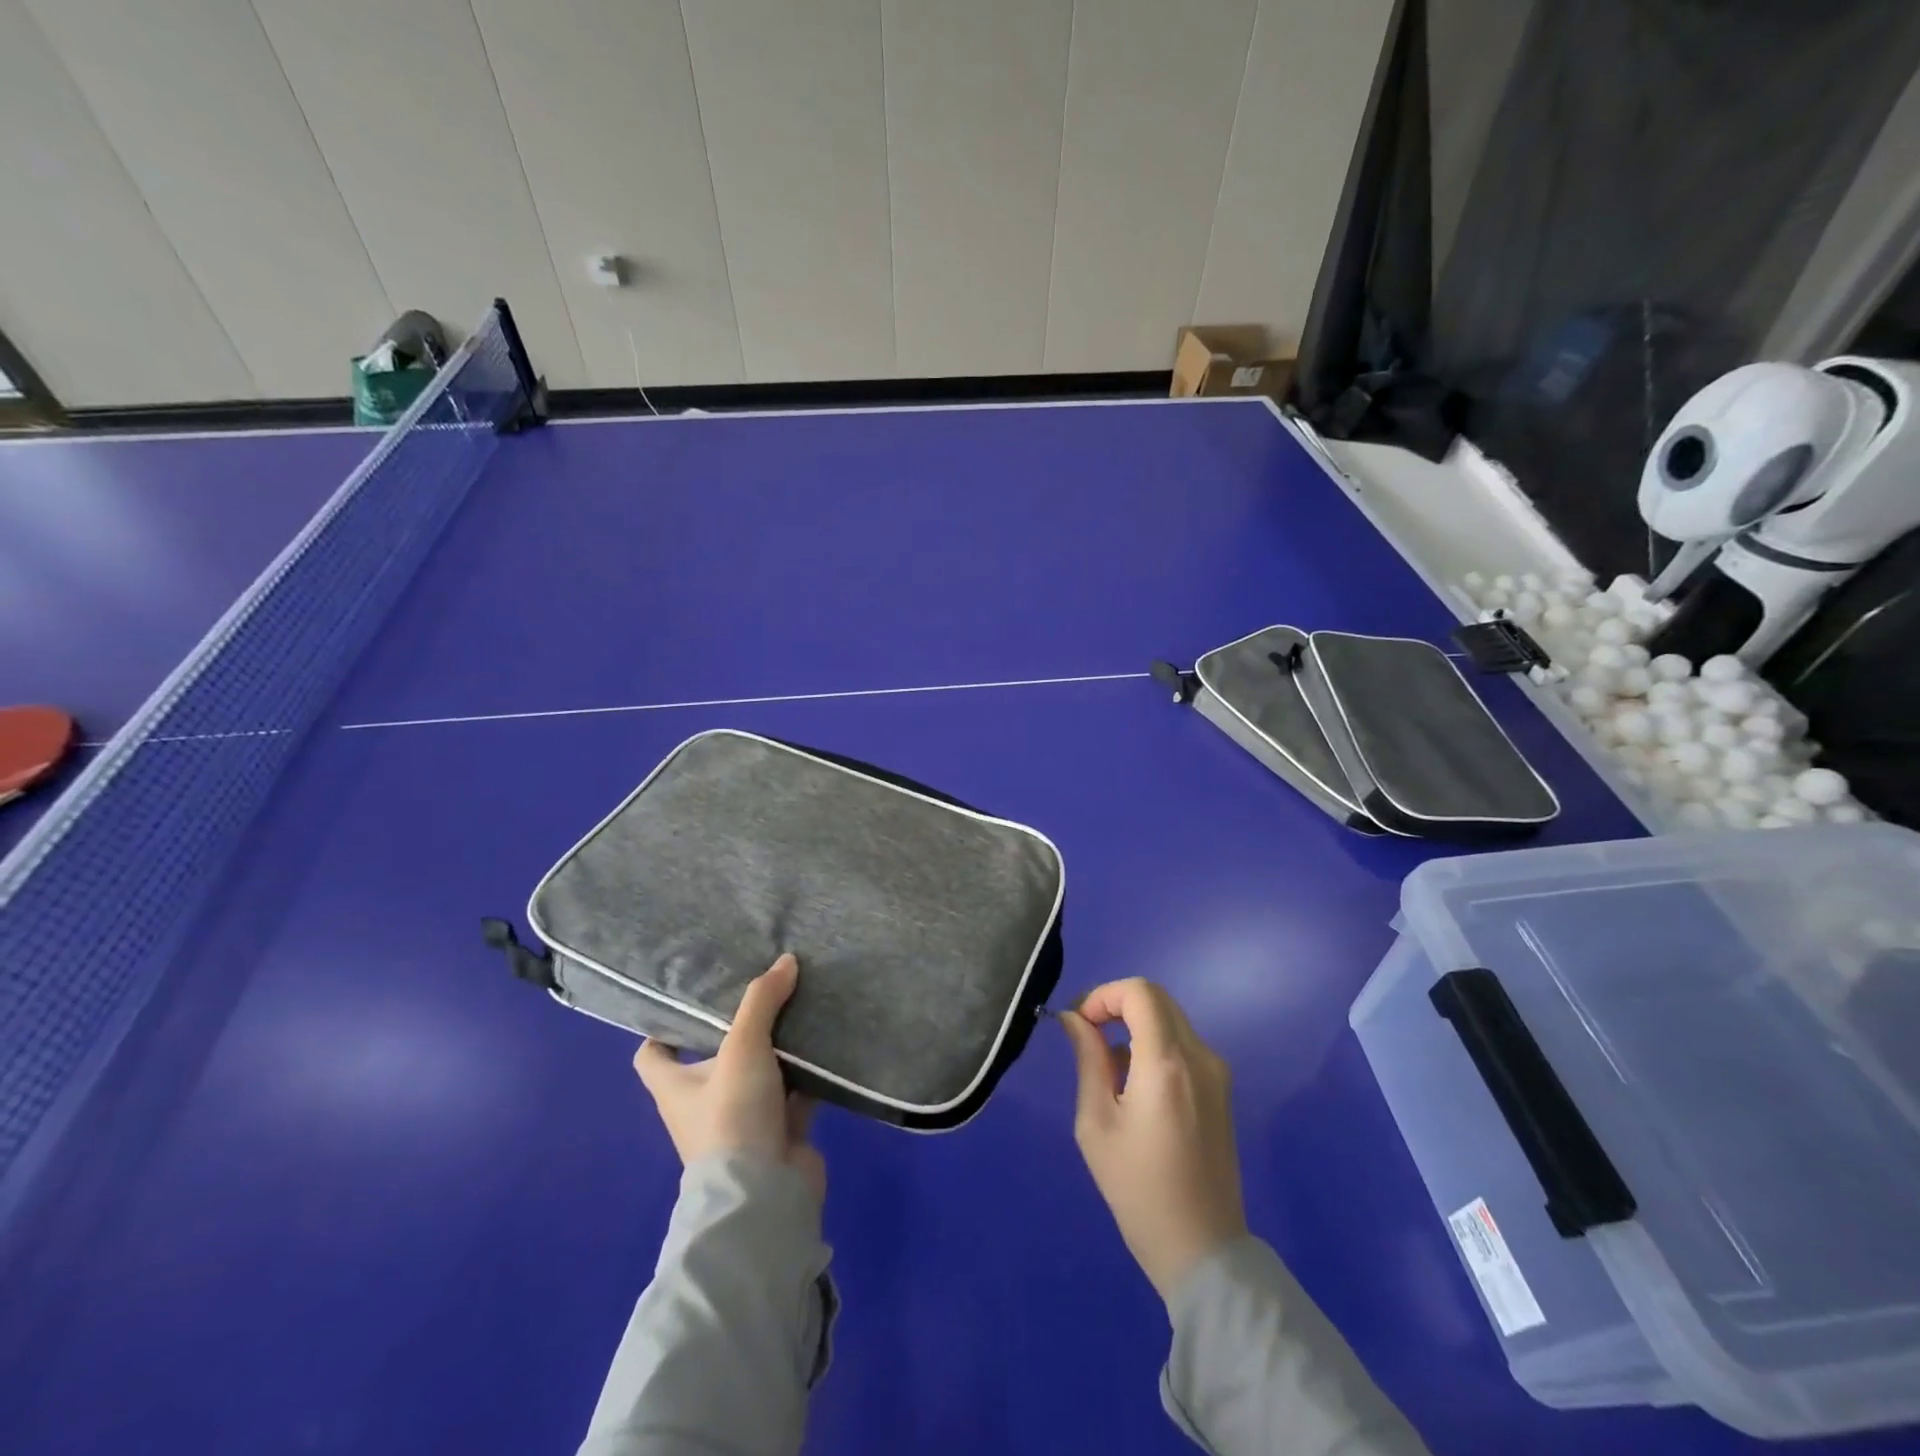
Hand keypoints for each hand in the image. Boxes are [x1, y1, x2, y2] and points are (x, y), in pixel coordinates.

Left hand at [633, 953, 825, 1204]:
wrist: (764, 1195)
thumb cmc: (733, 1116)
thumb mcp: (743, 1048)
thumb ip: (762, 1001)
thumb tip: (786, 959)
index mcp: (675, 1087)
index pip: (652, 1054)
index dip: (664, 1027)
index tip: (691, 998)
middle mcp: (703, 1102)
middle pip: (714, 1056)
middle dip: (737, 1026)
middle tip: (763, 988)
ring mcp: (742, 1119)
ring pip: (759, 1072)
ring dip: (778, 1046)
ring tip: (800, 1004)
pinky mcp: (778, 1130)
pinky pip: (793, 1091)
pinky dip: (807, 1071)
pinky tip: (825, 1041)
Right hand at [1059, 978, 1246, 1301]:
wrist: (1202, 1250)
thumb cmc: (1138, 1190)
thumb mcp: (1096, 1123)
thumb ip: (1087, 1060)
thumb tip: (1074, 1019)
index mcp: (1167, 1063)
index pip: (1139, 992)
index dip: (1103, 995)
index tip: (1079, 1023)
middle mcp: (1199, 1056)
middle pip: (1156, 998)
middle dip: (1116, 1005)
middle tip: (1086, 1035)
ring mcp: (1217, 1072)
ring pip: (1170, 1019)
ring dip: (1135, 1026)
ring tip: (1108, 1072)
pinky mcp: (1221, 1089)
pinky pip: (1183, 1045)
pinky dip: (1154, 1045)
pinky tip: (1136, 1089)